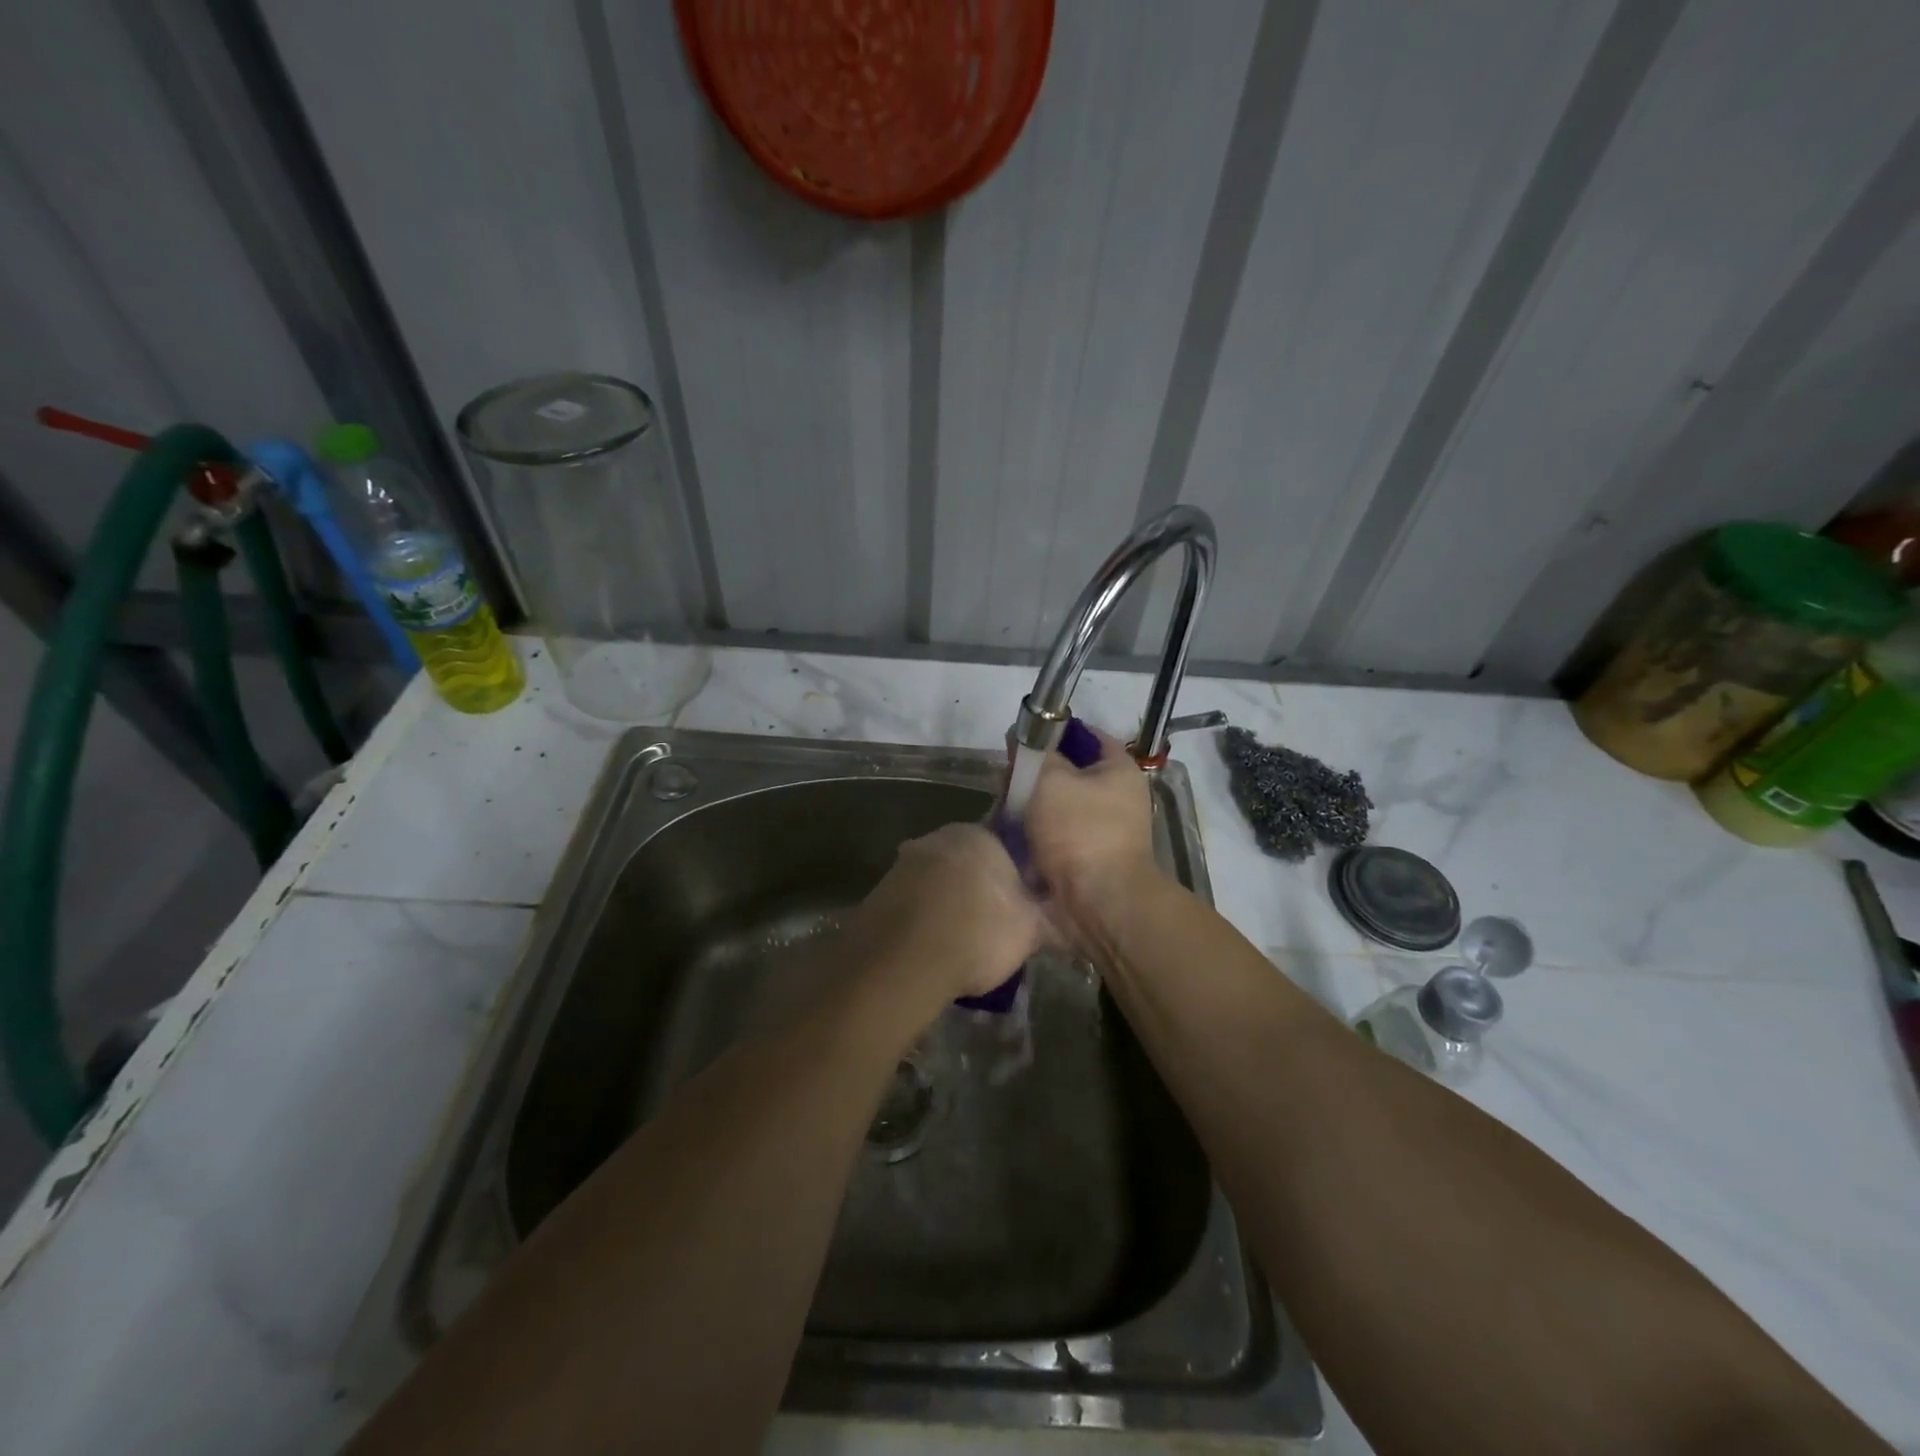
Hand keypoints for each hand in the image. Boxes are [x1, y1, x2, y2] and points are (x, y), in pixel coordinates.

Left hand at [844, 823, 1043, 1014]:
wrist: (904, 960)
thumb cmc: (978, 933)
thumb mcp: (1029, 930)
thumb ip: (1040, 916)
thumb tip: (1048, 916)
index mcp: (979, 835)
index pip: (1006, 848)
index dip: (1015, 879)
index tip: (1020, 907)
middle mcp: (938, 838)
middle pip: (967, 862)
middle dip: (977, 889)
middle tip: (991, 926)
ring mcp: (904, 864)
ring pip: (937, 883)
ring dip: (947, 905)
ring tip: (959, 945)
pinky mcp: (878, 893)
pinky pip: (912, 905)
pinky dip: (922, 922)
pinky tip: (930, 950)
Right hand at [1023, 725, 1163, 943]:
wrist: (1097, 904)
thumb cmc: (1080, 832)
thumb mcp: (1050, 779)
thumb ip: (1034, 755)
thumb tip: (1021, 740)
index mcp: (1117, 770)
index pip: (1084, 736)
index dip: (1052, 732)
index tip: (1020, 740)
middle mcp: (1114, 798)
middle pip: (1065, 773)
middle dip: (1032, 776)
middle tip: (1004, 781)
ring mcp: (1098, 832)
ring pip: (1052, 808)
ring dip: (1026, 809)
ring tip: (1000, 810)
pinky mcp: (1081, 861)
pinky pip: (1049, 838)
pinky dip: (1029, 838)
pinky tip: (1006, 838)